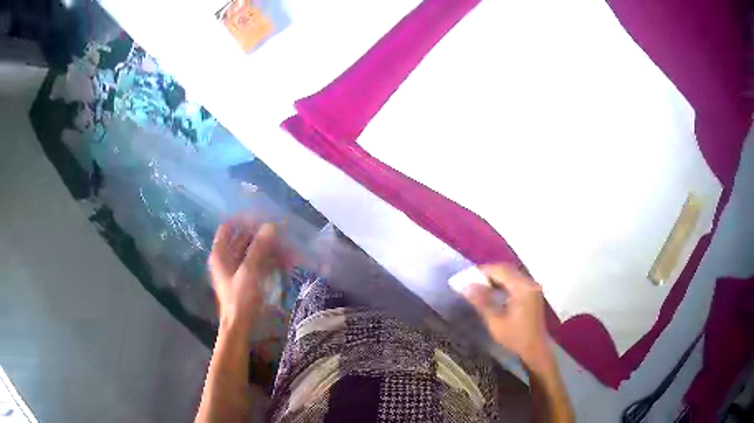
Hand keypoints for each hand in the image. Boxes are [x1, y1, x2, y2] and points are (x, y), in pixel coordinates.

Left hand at [208, 217, 288, 327]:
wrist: (239, 325)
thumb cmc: (239, 298)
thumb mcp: (249, 272)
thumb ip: (259, 248)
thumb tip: (271, 226)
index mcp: (220, 253)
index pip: (229, 226)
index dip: (243, 220)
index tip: (262, 217)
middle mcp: (227, 257)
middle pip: (244, 238)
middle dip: (263, 236)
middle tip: (282, 234)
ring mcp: (237, 268)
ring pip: (253, 251)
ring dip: (270, 249)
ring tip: (289, 251)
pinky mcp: (246, 278)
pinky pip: (259, 263)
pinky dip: (271, 261)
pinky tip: (287, 263)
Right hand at [460, 264, 550, 367]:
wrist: (535, 348)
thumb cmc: (515, 337)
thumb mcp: (495, 321)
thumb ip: (482, 301)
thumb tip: (466, 286)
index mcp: (522, 288)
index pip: (500, 270)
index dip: (482, 271)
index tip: (466, 277)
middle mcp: (529, 283)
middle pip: (506, 269)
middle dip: (488, 273)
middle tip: (471, 281)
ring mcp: (532, 287)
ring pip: (511, 274)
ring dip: (495, 277)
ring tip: (479, 286)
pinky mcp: (532, 292)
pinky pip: (516, 281)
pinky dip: (503, 283)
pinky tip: (493, 292)